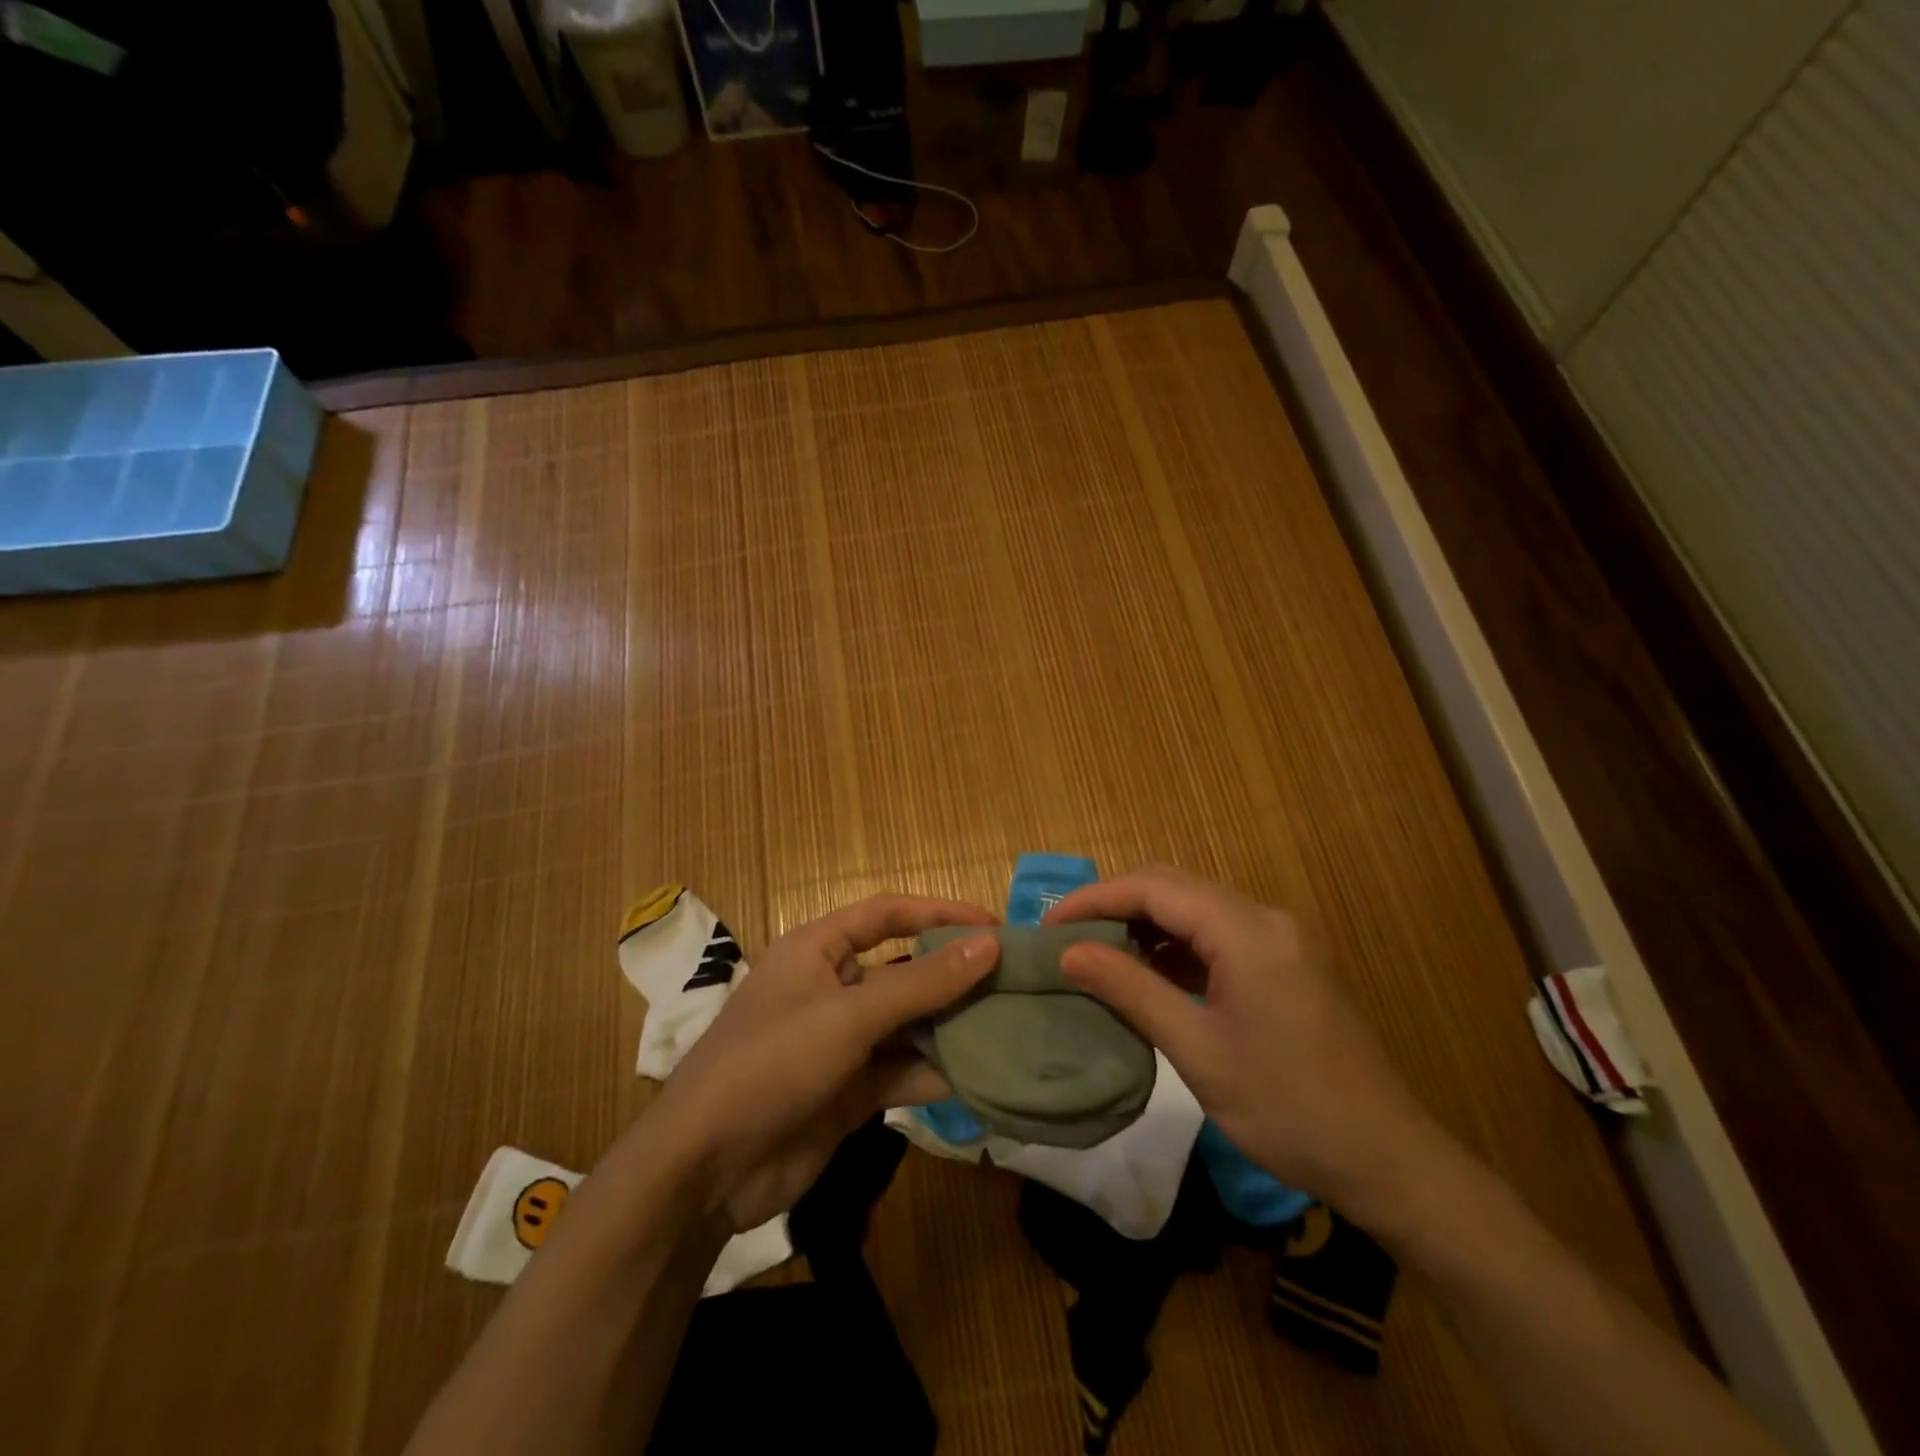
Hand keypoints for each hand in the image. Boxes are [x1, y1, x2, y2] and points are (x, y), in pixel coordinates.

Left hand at [641, 894, 999, 1232]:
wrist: (705, 1170)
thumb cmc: (772, 1063)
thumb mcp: (849, 1015)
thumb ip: (922, 983)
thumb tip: (989, 944)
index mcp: (817, 949)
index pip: (887, 914)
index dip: (938, 912)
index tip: (993, 925)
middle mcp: (831, 987)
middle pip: (903, 970)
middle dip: (953, 975)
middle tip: (1013, 982)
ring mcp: (841, 1041)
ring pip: (907, 1023)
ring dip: (950, 1027)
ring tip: (1008, 1028)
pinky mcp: (849, 1090)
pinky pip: (901, 1070)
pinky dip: (934, 1073)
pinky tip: (978, 1079)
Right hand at [1044, 865, 1434, 1216]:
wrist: (1388, 1161)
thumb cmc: (1287, 1108)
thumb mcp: (1197, 1050)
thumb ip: (1130, 989)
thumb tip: (1068, 953)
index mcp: (1247, 930)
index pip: (1153, 888)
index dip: (1094, 899)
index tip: (1048, 926)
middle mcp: (1266, 918)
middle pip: (1174, 887)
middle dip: (1115, 904)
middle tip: (1067, 936)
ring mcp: (1281, 938)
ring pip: (1195, 908)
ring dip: (1145, 924)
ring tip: (1097, 953)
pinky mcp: (1287, 962)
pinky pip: (1218, 934)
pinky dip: (1176, 945)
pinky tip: (1148, 973)